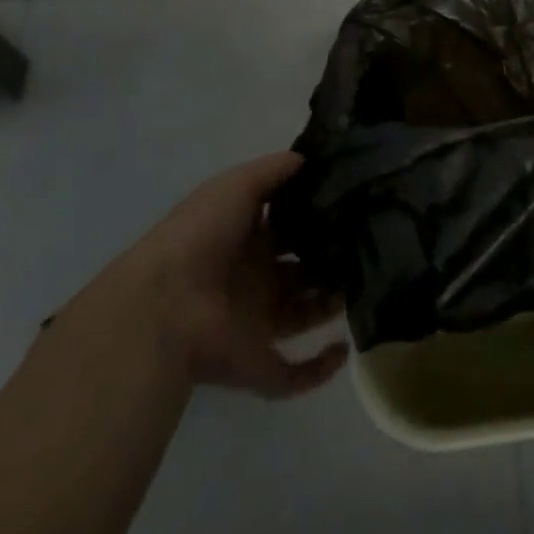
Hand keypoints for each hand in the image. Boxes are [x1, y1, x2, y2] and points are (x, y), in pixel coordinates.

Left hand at [86, 152, 348, 398]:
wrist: (165, 305)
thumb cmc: (202, 235)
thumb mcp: (237, 185)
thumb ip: (274, 170)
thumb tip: (309, 160)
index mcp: (245, 240)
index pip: (288, 227)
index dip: (316, 217)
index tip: (352, 206)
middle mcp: (253, 280)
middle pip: (301, 270)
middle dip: (331, 260)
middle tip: (368, 245)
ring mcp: (255, 323)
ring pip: (304, 314)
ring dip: (332, 303)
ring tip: (365, 285)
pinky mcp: (258, 364)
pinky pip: (293, 374)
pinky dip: (320, 369)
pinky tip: (344, 347)